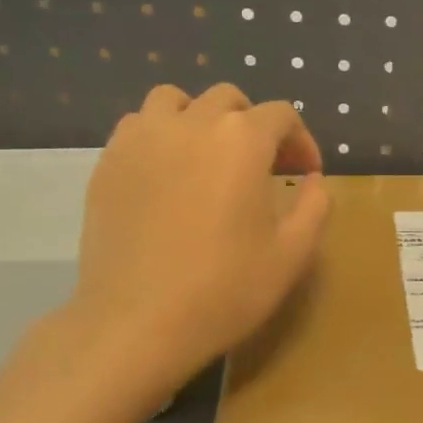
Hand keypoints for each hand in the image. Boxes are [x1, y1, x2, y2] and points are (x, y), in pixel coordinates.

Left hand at [65, 83, 328, 380]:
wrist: (137, 322)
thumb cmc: (225, 289)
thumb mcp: (293, 254)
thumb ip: (314, 206)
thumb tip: (313, 180)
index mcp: (242, 140)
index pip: (281, 116)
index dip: (301, 142)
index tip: (306, 175)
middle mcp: (191, 123)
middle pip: (229, 100)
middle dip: (254, 126)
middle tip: (264, 168)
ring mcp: (141, 138)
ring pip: (175, 100)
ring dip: (201, 119)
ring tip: (209, 159)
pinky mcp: (107, 162)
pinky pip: (138, 126)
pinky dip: (161, 136)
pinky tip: (169, 176)